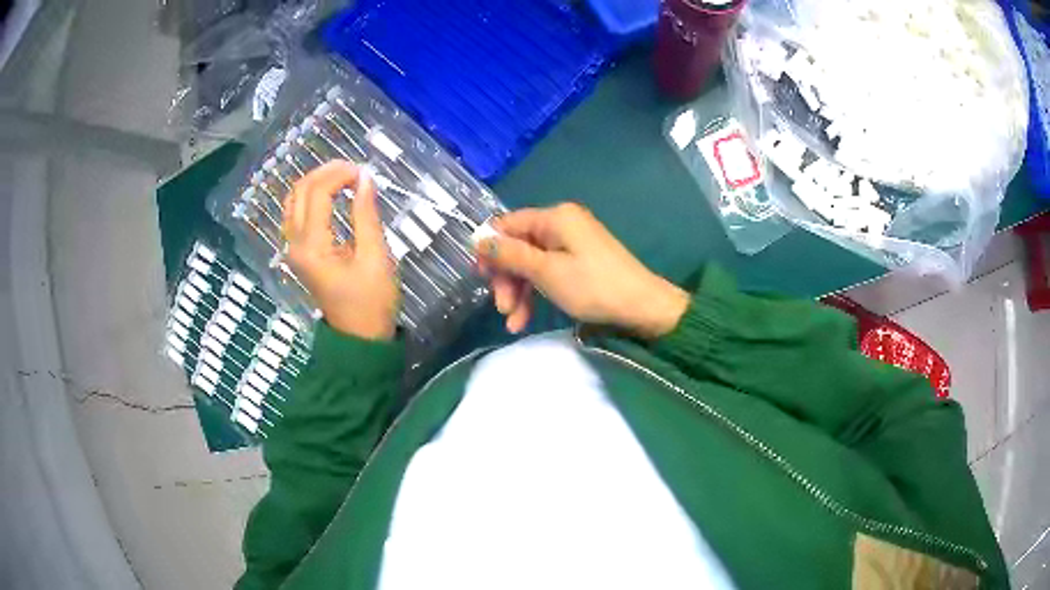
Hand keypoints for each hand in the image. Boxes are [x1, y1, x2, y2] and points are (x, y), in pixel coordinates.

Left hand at [282, 161, 398, 340]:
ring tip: (344, 178)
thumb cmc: (372, 301)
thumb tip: (365, 179)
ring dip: (316, 182)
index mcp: (313, 246)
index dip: (340, 174)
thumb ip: (367, 214)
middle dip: (326, 172)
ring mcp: (293, 249)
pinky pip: (295, 214)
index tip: (365, 172)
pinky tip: (331, 195)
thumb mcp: (376, 257)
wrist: (359, 338)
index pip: (317, 193)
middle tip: (354, 170)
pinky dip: (311, 197)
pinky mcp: (298, 253)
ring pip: (293, 201)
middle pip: (299, 191)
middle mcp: (295, 244)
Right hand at [477, 203, 689, 338]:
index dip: (489, 248)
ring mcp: (572, 243)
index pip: (507, 224)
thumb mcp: (546, 271)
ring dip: (518, 291)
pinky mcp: (579, 261)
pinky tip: (526, 319)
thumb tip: (477, 239)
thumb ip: (510, 255)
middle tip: (502, 308)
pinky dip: (535, 292)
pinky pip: (547, 271)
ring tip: (514, 323)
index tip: (480, 278)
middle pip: (518, 245)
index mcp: (554, 217)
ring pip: (531, 262)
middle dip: (506, 278)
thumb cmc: (593, 286)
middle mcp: (562, 223)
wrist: (642, 307)